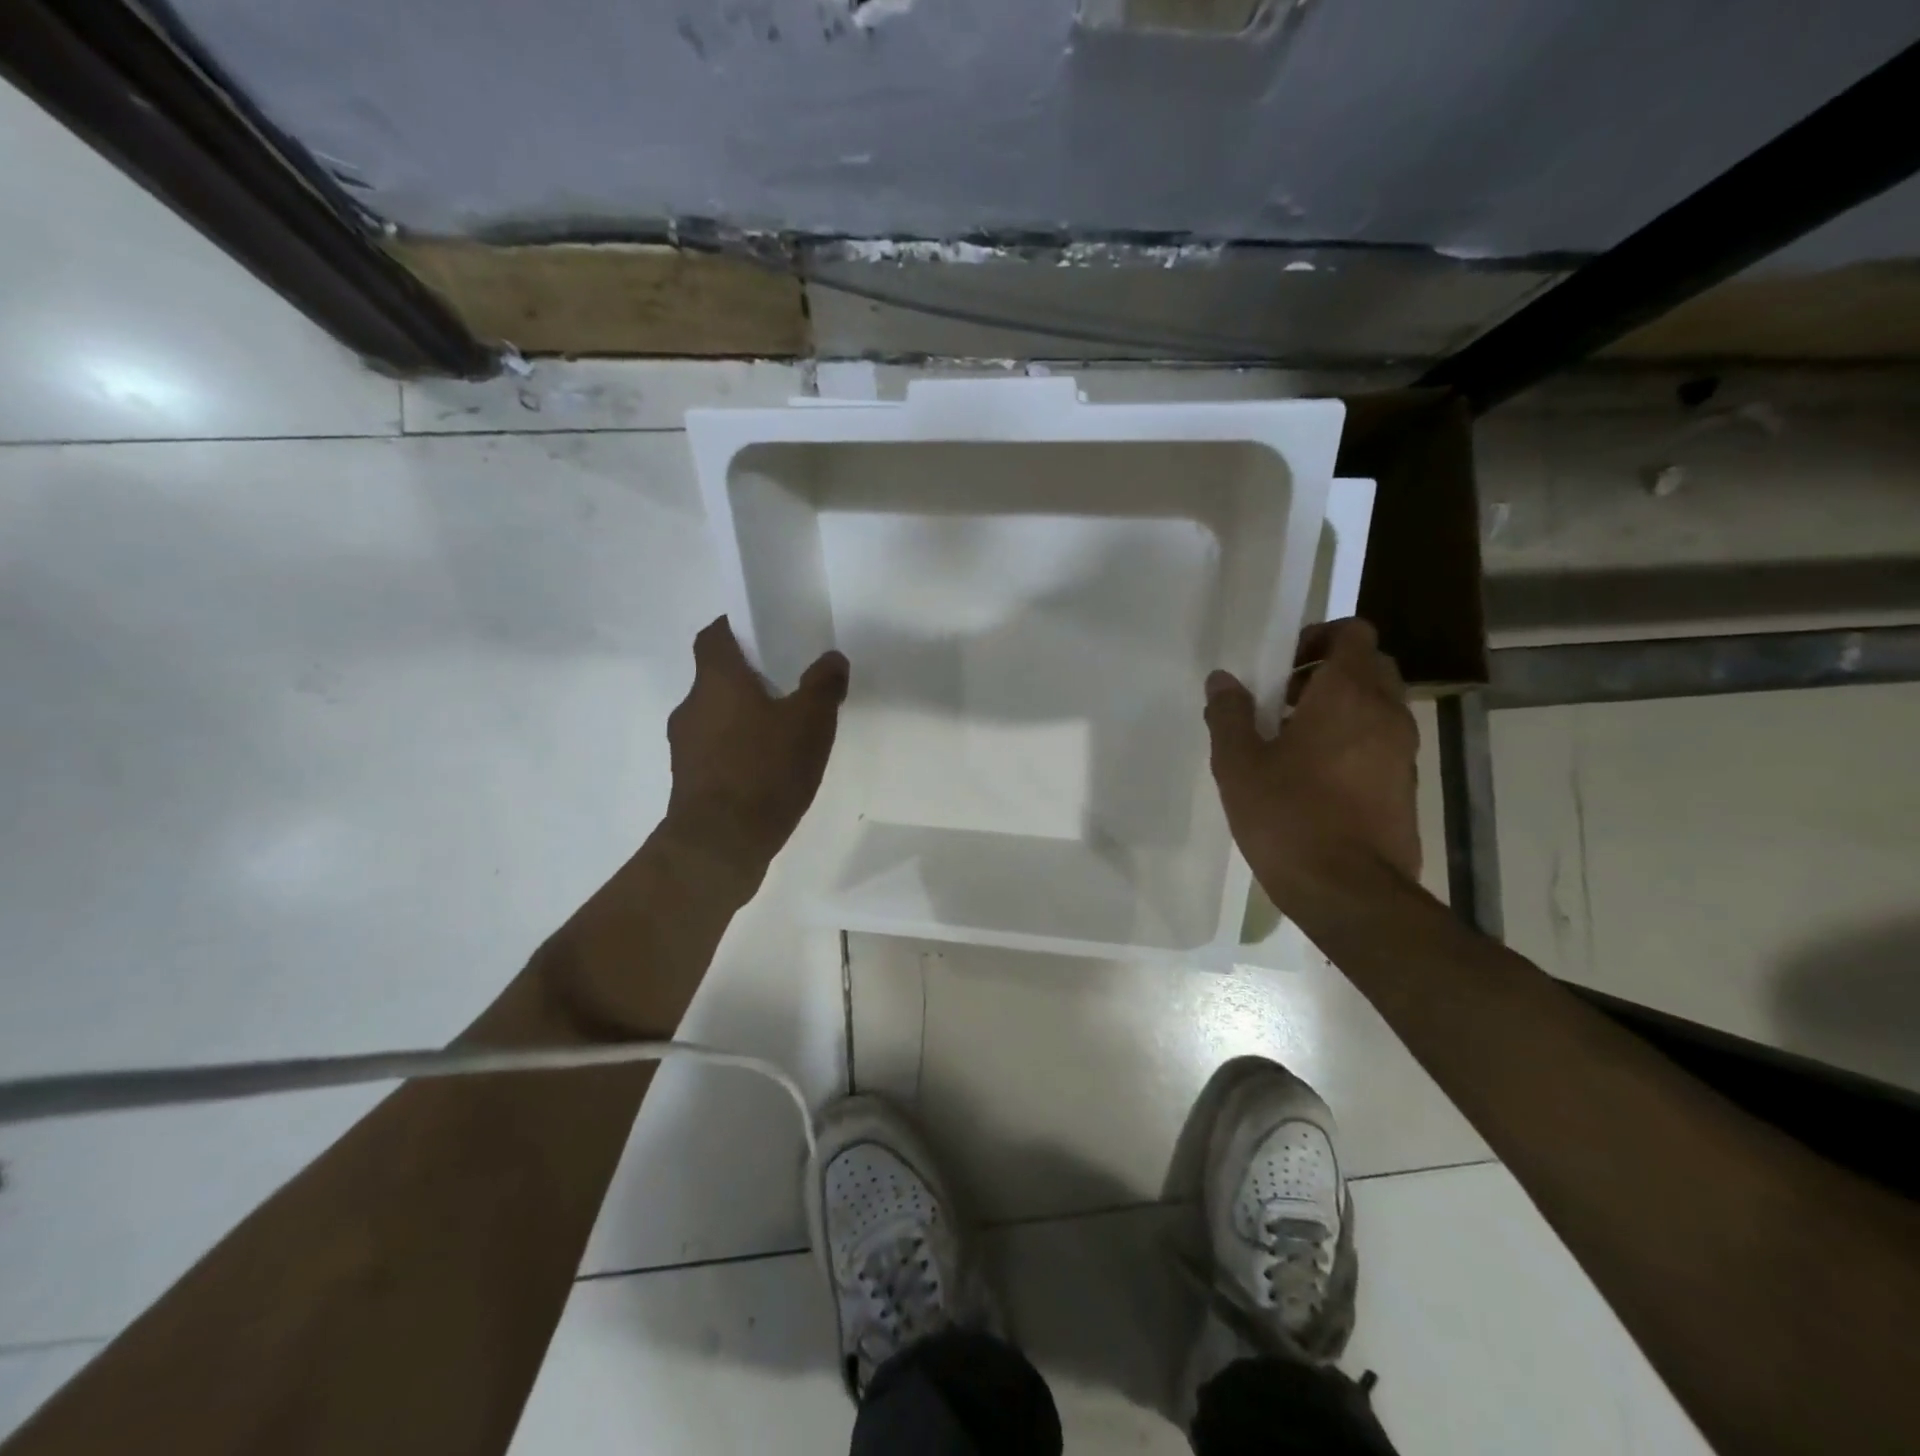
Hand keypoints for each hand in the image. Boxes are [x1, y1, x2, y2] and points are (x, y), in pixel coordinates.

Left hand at [663, 617, 848, 878]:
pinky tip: (767, 771)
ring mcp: (684, 746)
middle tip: (787, 688)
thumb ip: (824, 685)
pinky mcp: (688, 781)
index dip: (734, 629)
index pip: (713, 636)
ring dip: (742, 718)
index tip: (761, 633)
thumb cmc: (764, 769)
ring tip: (782, 734)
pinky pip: (716, 751)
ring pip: (716, 716)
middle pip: (716, 678)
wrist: (720, 843)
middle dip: (748, 679)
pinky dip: (737, 751)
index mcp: (716, 680)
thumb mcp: (811, 722)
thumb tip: (832, 659)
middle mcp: (691, 706)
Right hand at [1204, 617, 1420, 909]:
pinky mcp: (1406, 786)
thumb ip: (1229, 714)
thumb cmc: (1289, 817)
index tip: (1281, 664)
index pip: (1354, 632)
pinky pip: (1381, 742)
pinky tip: (1314, 777)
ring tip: (1292, 741)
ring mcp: (1403, 751)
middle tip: (1282, 698)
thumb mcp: (1238, 764)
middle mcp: (1386, 712)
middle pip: (1368, 665)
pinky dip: (1353, 741)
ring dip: (1339, 708)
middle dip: (1327, 670)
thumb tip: (1223, 680)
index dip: (1318, 636)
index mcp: (1347, 694)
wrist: (1350, 893)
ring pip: (1377, 705)